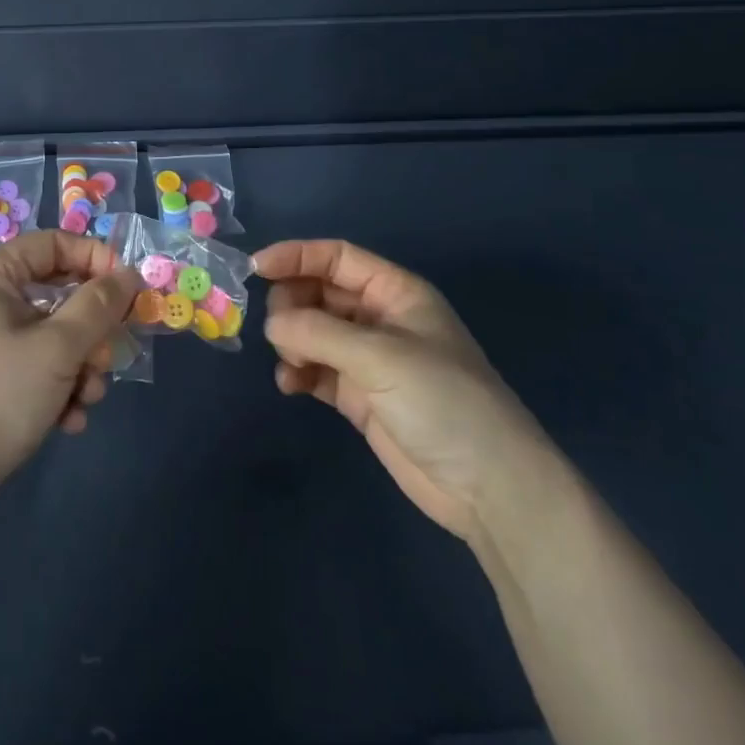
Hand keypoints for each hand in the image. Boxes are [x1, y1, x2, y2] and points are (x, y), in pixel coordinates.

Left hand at [0, 231, 142, 517]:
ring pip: (55, 335)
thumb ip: (98, 306)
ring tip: (87, 397)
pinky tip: (69, 421)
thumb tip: (129, 274)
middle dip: (92, 328)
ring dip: (81, 365)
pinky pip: (39, 367)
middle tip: (109, 354)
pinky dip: (60, 388)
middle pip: (59, 292)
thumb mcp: (56, 348)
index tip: (128, 289)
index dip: (94, 258)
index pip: (53, 243)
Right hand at [255, 239, 558, 543]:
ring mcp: (369, 359)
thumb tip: (271, 324)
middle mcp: (379, 319)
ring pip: (313, 331)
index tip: (255, 269)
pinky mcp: (360, 396)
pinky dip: (298, 372)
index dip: (296, 256)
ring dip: (293, 341)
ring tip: (291, 364)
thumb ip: (319, 332)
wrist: (489, 488)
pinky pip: (316, 370)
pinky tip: (291, 386)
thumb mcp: (381, 356)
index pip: (338, 258)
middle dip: (292, 304)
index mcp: (395, 292)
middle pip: (320, 292)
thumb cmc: (443, 401)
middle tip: (278, 330)